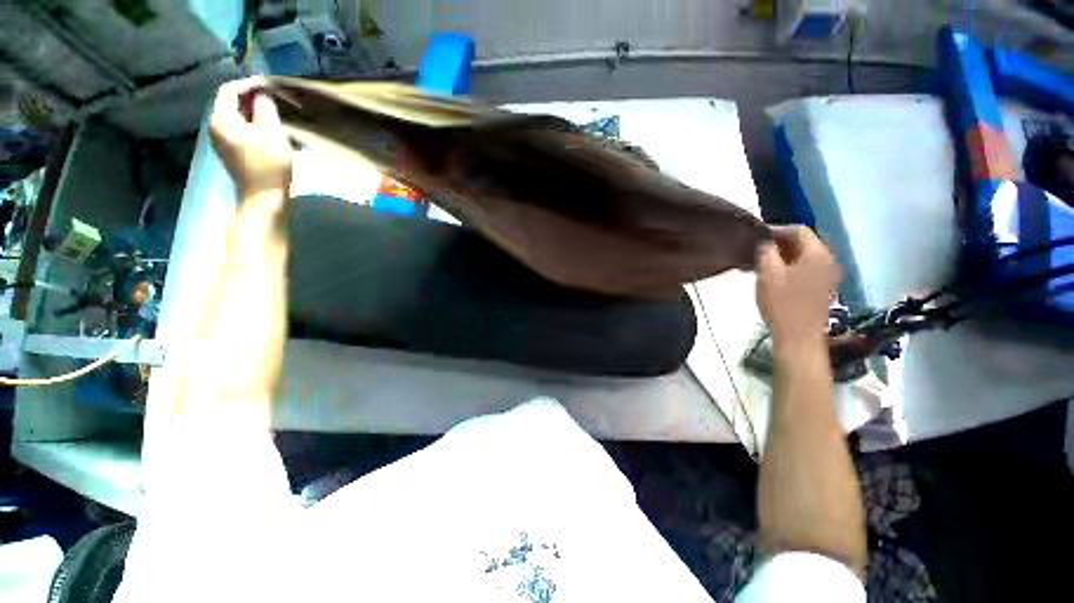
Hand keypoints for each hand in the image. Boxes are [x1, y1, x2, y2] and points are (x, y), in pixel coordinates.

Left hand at [209, 78, 291, 198]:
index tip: (267, 85)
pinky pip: (237, 129)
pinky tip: (264, 131)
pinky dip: (250, 125)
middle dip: (250, 98)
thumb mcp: (271, 131)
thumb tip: (261, 96)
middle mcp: (215, 127)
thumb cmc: (269, 164)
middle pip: (229, 103)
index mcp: (221, 119)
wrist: (264, 197)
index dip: (248, 83)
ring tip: (271, 115)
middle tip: (271, 100)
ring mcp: (221, 141)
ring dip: (251, 112)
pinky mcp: (229, 152)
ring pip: (234, 117)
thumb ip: (264, 108)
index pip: (229, 90)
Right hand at [756, 226, 838, 345]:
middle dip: (778, 243)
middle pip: (802, 243)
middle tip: (754, 250)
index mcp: (817, 254)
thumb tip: (764, 242)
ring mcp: (826, 276)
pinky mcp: (821, 289)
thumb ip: (765, 252)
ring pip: (802, 257)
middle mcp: (827, 261)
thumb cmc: (782, 304)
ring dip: (781, 257)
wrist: (799, 338)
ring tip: (758, 263)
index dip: (776, 229)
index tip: (755, 235)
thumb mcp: (768, 274)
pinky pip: (804, 270)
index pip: (799, 230)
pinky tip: (771, 277)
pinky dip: (788, 268)